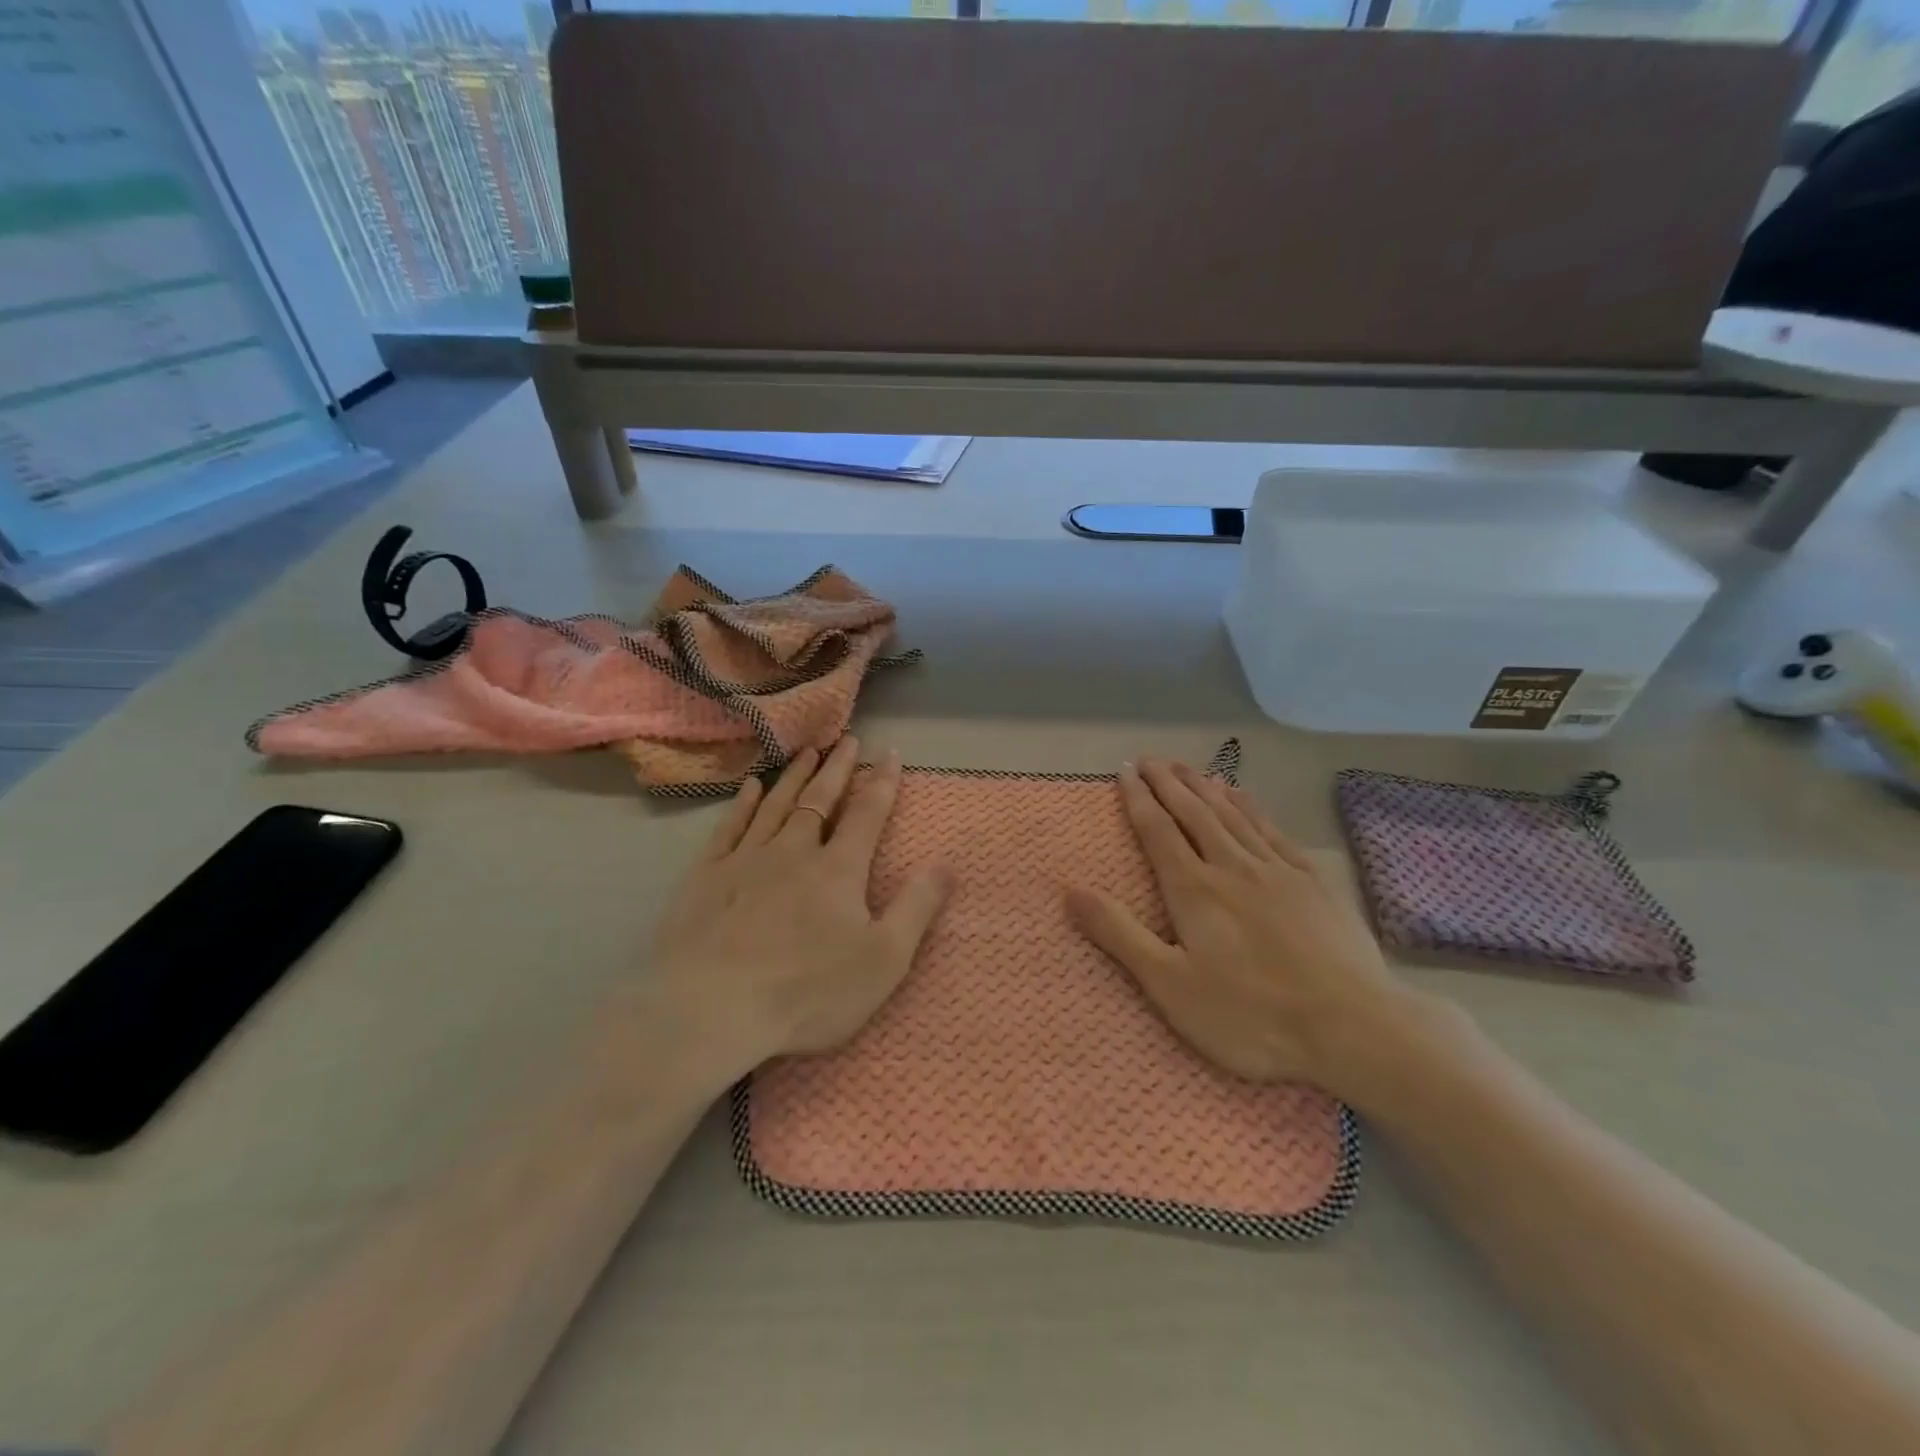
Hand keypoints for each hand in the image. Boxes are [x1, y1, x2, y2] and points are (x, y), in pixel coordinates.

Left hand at [650, 736, 952, 1078]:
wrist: (712, 1009)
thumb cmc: (807, 991)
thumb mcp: (884, 959)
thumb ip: (917, 907)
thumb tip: (948, 862)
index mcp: (838, 870)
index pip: (867, 814)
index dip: (882, 782)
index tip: (890, 753)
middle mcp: (793, 851)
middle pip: (820, 800)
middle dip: (838, 768)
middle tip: (847, 739)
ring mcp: (746, 860)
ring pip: (775, 805)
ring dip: (794, 776)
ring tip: (807, 752)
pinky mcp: (706, 876)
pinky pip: (729, 828)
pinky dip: (742, 805)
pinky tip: (749, 788)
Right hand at [1066, 758, 1409, 1094]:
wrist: (1354, 1028)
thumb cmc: (1251, 1016)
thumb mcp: (1170, 986)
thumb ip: (1119, 934)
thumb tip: (1070, 890)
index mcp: (1194, 890)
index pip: (1158, 831)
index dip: (1138, 799)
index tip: (1124, 771)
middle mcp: (1232, 867)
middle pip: (1194, 813)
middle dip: (1168, 783)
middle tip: (1149, 759)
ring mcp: (1277, 870)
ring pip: (1232, 815)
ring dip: (1205, 787)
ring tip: (1187, 767)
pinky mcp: (1313, 881)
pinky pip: (1272, 830)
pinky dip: (1251, 807)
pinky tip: (1243, 797)